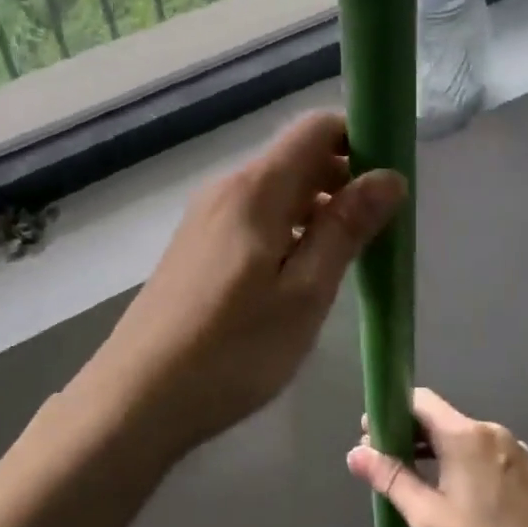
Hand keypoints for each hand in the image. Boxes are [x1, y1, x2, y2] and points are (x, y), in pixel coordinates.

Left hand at [98, 111, 406, 453]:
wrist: (136, 398)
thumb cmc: (232, 349)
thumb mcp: (305, 293)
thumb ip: (346, 228)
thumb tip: (389, 176)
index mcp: (256, 188)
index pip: (316, 128)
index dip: (360, 140)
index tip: (391, 180)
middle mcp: (228, 188)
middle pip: (297, 158)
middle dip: (344, 179)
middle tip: (379, 229)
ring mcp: (207, 217)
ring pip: (277, 190)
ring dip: (318, 208)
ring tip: (348, 256)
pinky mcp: (197, 245)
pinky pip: (254, 216)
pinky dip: (288, 228)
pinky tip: (300, 274)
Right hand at [348, 389, 527, 526]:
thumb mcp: (429, 521)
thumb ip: (392, 479)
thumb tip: (356, 452)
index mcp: (467, 437)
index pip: (421, 401)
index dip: (392, 412)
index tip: (373, 434)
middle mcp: (496, 434)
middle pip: (445, 421)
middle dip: (414, 437)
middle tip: (389, 465)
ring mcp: (522, 454)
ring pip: (471, 442)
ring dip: (444, 456)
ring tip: (424, 486)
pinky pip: (496, 461)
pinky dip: (474, 470)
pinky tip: (468, 502)